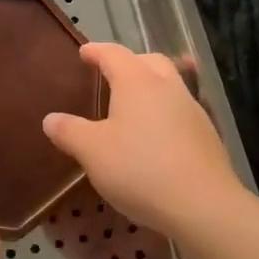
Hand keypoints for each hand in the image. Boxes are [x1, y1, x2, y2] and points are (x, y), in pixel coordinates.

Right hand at [42, 42, 254, 242]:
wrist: (204, 206)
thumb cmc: (140, 169)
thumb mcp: (92, 152)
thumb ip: (69, 131)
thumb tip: (51, 119)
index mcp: (136, 82)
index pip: (113, 54)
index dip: (96, 51)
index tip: (84, 53)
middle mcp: (167, 88)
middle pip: (150, 61)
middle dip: (130, 62)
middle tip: (111, 75)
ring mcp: (193, 111)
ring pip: (171, 85)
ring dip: (151, 88)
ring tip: (133, 107)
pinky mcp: (208, 137)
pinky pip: (181, 112)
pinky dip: (165, 114)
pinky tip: (156, 137)